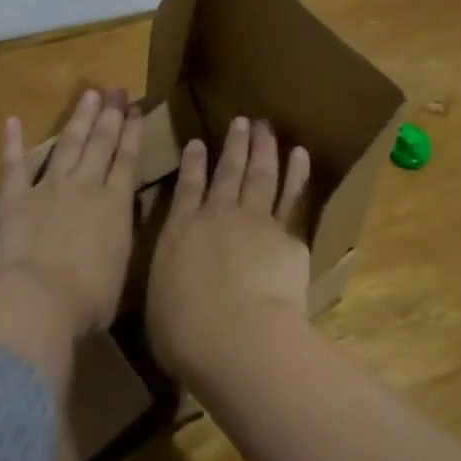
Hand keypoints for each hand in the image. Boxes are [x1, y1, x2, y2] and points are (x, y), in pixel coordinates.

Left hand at [0, 87, 142, 334]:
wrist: (39, 299)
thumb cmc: (89, 298)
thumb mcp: (121, 269)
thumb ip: (119, 241)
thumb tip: (116, 228)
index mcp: (116, 205)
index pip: (127, 160)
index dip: (132, 132)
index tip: (135, 109)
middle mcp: (85, 186)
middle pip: (100, 143)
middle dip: (110, 115)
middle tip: (116, 89)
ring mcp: (48, 188)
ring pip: (67, 145)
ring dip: (78, 119)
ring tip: (88, 94)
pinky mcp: (15, 198)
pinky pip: (13, 165)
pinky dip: (11, 142)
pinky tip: (12, 121)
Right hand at [147, 116, 313, 383]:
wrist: (239, 338)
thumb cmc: (187, 335)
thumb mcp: (160, 306)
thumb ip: (170, 283)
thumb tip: (173, 282)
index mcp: (180, 232)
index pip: (186, 189)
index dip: (192, 165)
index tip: (197, 143)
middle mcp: (217, 217)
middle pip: (228, 172)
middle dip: (234, 145)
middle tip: (242, 122)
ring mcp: (255, 222)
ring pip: (260, 175)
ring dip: (263, 148)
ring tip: (266, 127)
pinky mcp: (287, 236)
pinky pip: (292, 197)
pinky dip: (296, 173)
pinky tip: (300, 155)